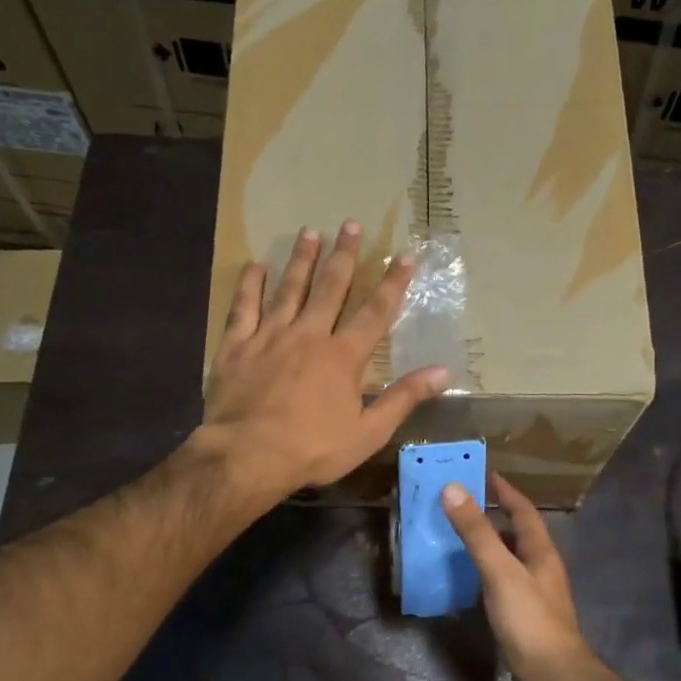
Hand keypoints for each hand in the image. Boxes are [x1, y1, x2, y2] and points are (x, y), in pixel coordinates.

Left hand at [197, 222, 448, 503]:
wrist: (247, 455)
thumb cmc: (313, 449)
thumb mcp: (368, 432)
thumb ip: (404, 398)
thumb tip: (444, 372)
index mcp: (343, 357)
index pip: (375, 313)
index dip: (393, 284)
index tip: (404, 257)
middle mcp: (309, 335)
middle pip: (330, 288)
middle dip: (343, 256)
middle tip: (350, 224)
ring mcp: (269, 336)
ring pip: (289, 289)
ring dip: (301, 260)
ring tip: (310, 232)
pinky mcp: (236, 346)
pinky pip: (244, 307)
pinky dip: (250, 285)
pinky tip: (256, 266)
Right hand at [442, 472, 590, 680]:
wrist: (552, 674)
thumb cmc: (529, 619)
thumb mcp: (500, 571)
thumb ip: (477, 532)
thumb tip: (453, 489)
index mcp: (541, 551)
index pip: (524, 511)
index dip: (506, 491)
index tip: (485, 474)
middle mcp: (541, 567)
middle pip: (518, 533)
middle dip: (495, 516)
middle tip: (464, 504)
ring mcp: (535, 592)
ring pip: (511, 558)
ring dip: (490, 544)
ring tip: (461, 536)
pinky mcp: (525, 614)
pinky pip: (504, 581)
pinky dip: (487, 571)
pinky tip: (470, 578)